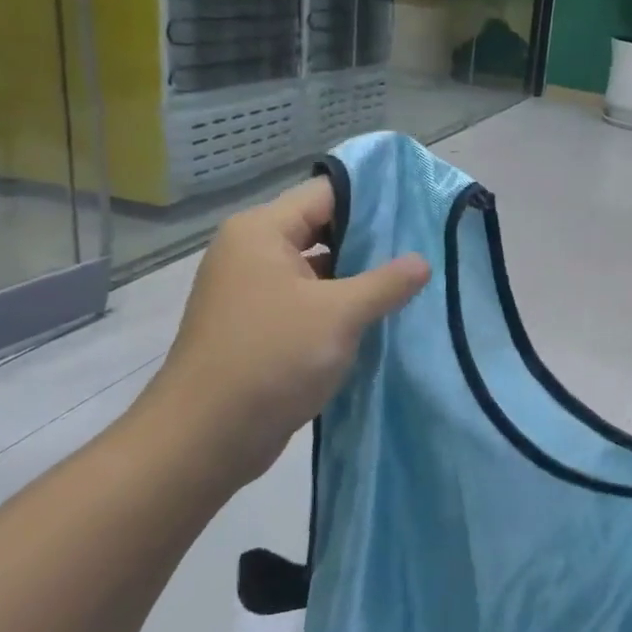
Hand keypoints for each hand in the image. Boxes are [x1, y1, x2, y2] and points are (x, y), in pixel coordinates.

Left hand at [131, 178, 429, 491]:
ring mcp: (255, 291)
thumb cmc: (271, 358)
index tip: (419, 210)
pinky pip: (311, 302)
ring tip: (413, 281)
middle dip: (372, 241)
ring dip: (360, 277)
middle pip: (323, 229)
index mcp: (262, 232)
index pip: (326, 193)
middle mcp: (253, 253)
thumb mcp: (340, 314)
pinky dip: (342, 306)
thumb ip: (386, 282)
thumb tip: (423, 262)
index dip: (374, 199)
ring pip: (320, 269)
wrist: (206, 438)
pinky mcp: (262, 327)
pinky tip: (382, 316)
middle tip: (425, 247)